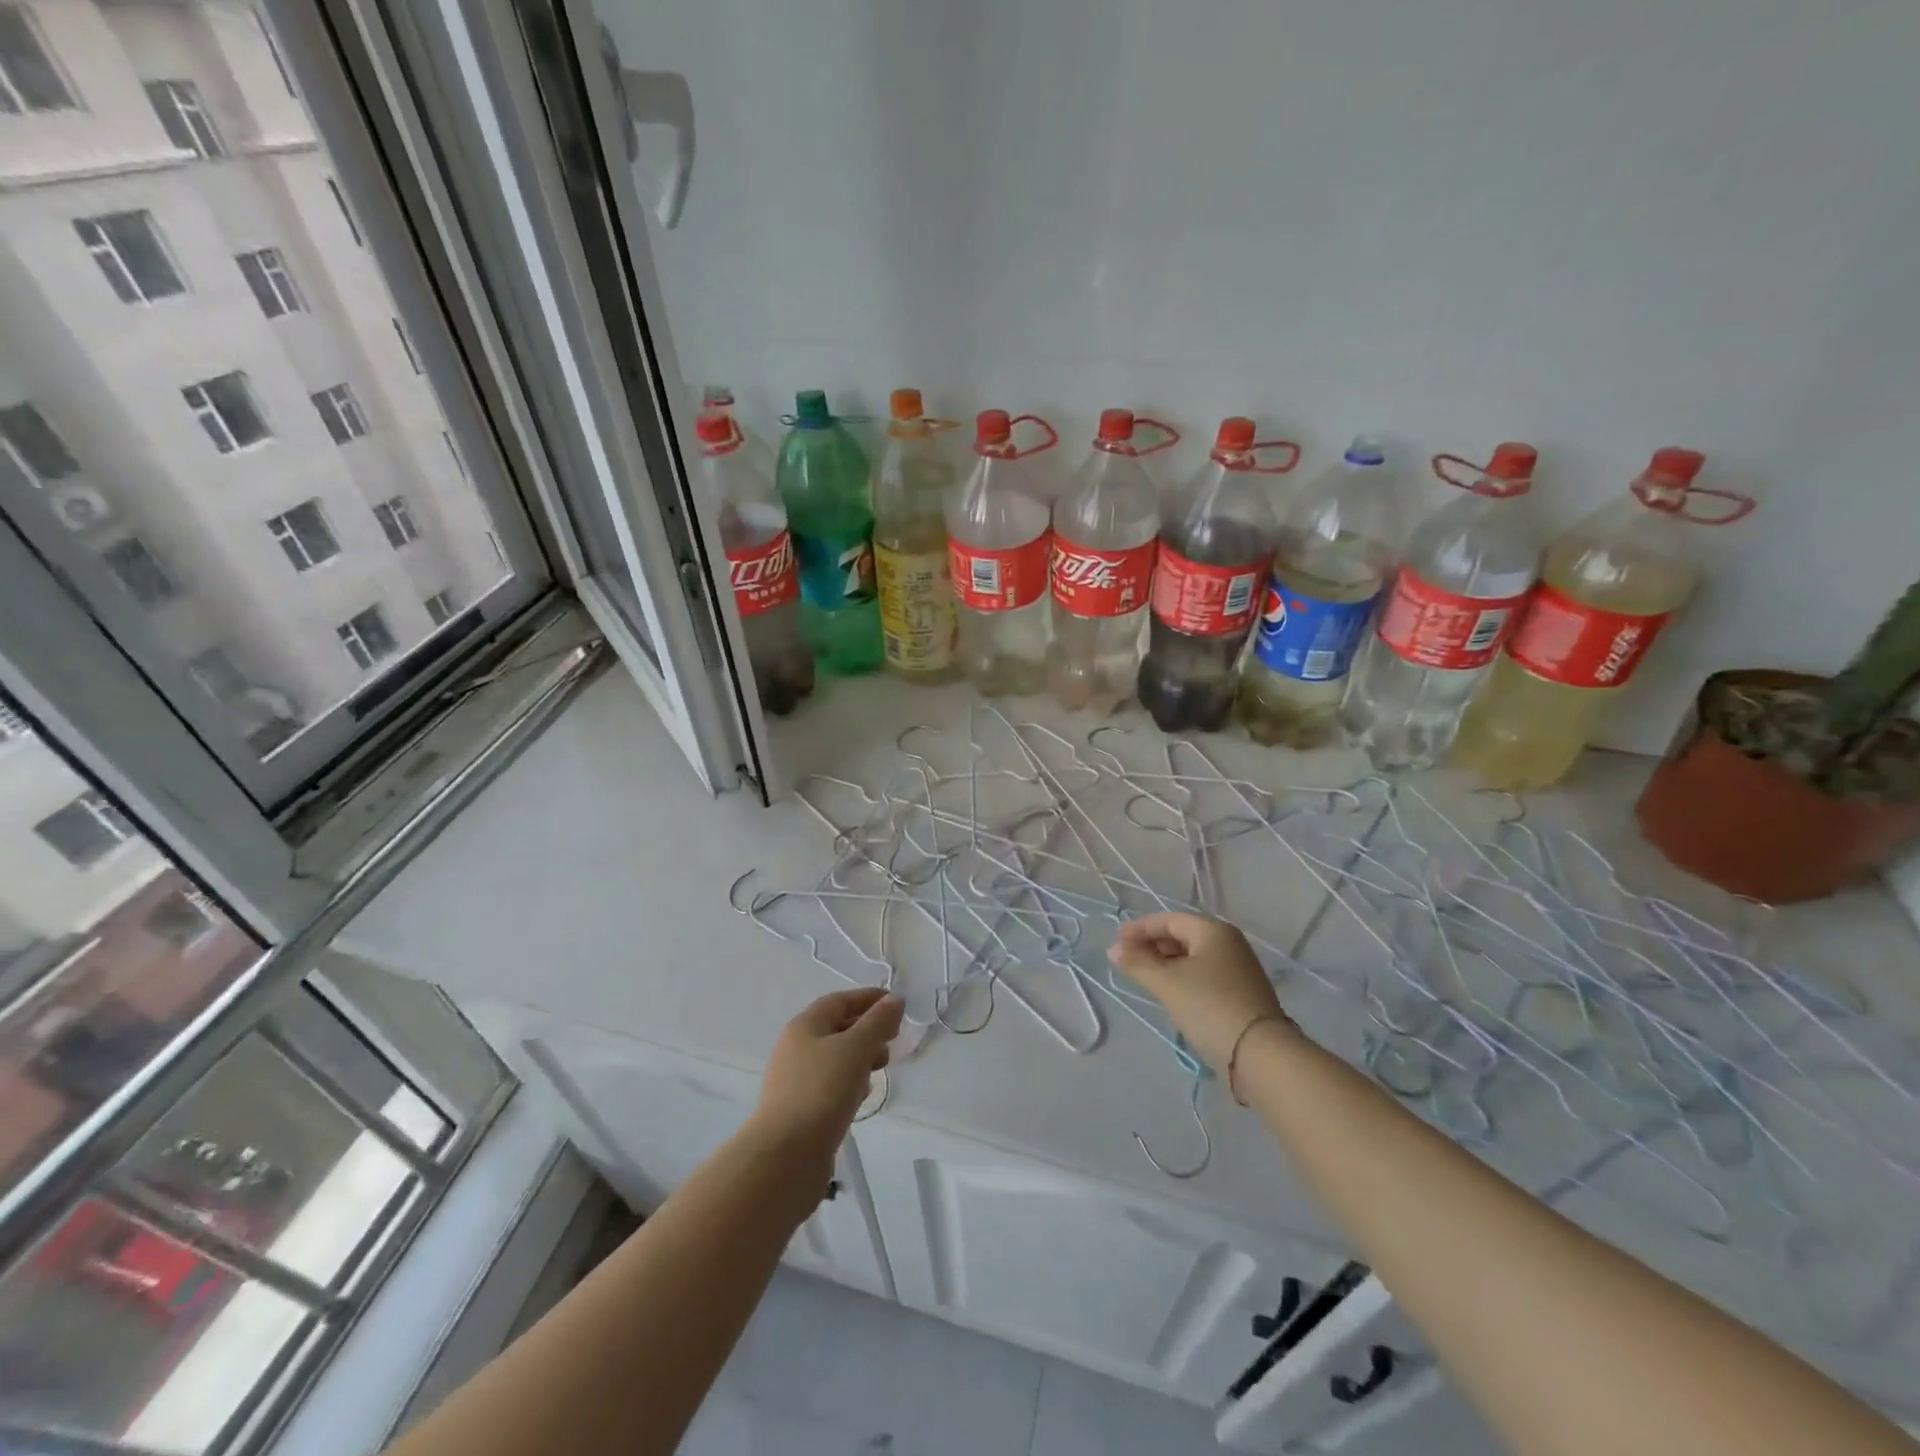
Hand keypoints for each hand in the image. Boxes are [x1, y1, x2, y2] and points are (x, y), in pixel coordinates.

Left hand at [751, 988, 903, 1162]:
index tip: (897, 1005)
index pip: (840, 1001)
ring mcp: (797, 1080)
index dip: (869, 999)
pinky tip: (861, 1097)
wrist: (785, 1157)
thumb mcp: (856, 1048)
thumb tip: (893, 1000)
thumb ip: (878, 1022)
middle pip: (837, 1028)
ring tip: (880, 1069)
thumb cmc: (822, 1091)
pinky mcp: (801, 1109)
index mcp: (805, 1026)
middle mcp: (796, 1048)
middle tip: (893, 1041)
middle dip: (868, 1030)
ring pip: (835, 1058)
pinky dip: (850, 1083)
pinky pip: (831, 1085)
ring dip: (861, 1058)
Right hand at [1108, 912, 1292, 1072]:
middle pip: (1182, 936)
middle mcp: (1229, 943)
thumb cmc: (1210, 1007)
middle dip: (1152, 946)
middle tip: (1127, 961)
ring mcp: (1239, 969)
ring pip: (1193, 957)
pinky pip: (1204, 975)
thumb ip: (1138, 963)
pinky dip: (1182, 978)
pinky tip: (1170, 993)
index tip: (1116, 943)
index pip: (1168, 920)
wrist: (1262, 1055)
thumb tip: (1114, 949)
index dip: (1139, 929)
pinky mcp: (1242, 993)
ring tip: (1144, 977)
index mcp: (1213, 931)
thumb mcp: (1167, 984)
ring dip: (1166, 963)